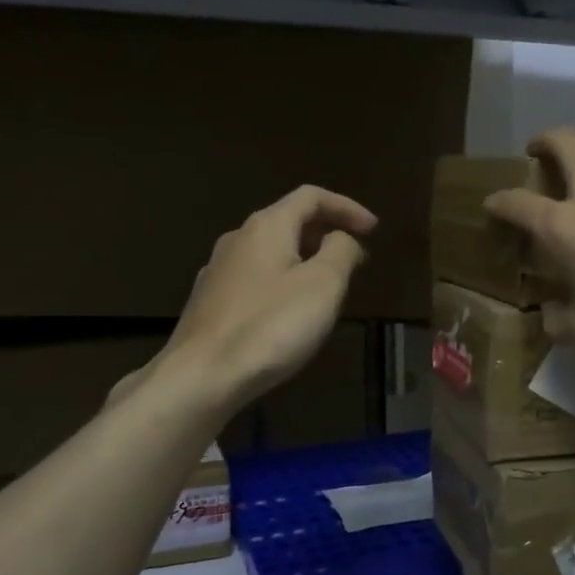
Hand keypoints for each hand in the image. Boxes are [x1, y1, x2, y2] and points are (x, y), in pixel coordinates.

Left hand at [162, 185, 376, 409]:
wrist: (201, 377)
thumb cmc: (270, 326)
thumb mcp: (323, 285)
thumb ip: (340, 252)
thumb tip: (342, 238)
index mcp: (266, 226)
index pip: (311, 197)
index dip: (346, 207)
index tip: (373, 229)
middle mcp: (238, 239)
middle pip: (288, 221)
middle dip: (325, 234)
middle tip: (354, 258)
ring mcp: (218, 272)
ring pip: (270, 252)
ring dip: (303, 260)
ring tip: (326, 287)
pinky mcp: (209, 304)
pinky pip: (255, 279)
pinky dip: (281, 283)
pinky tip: (289, 313)